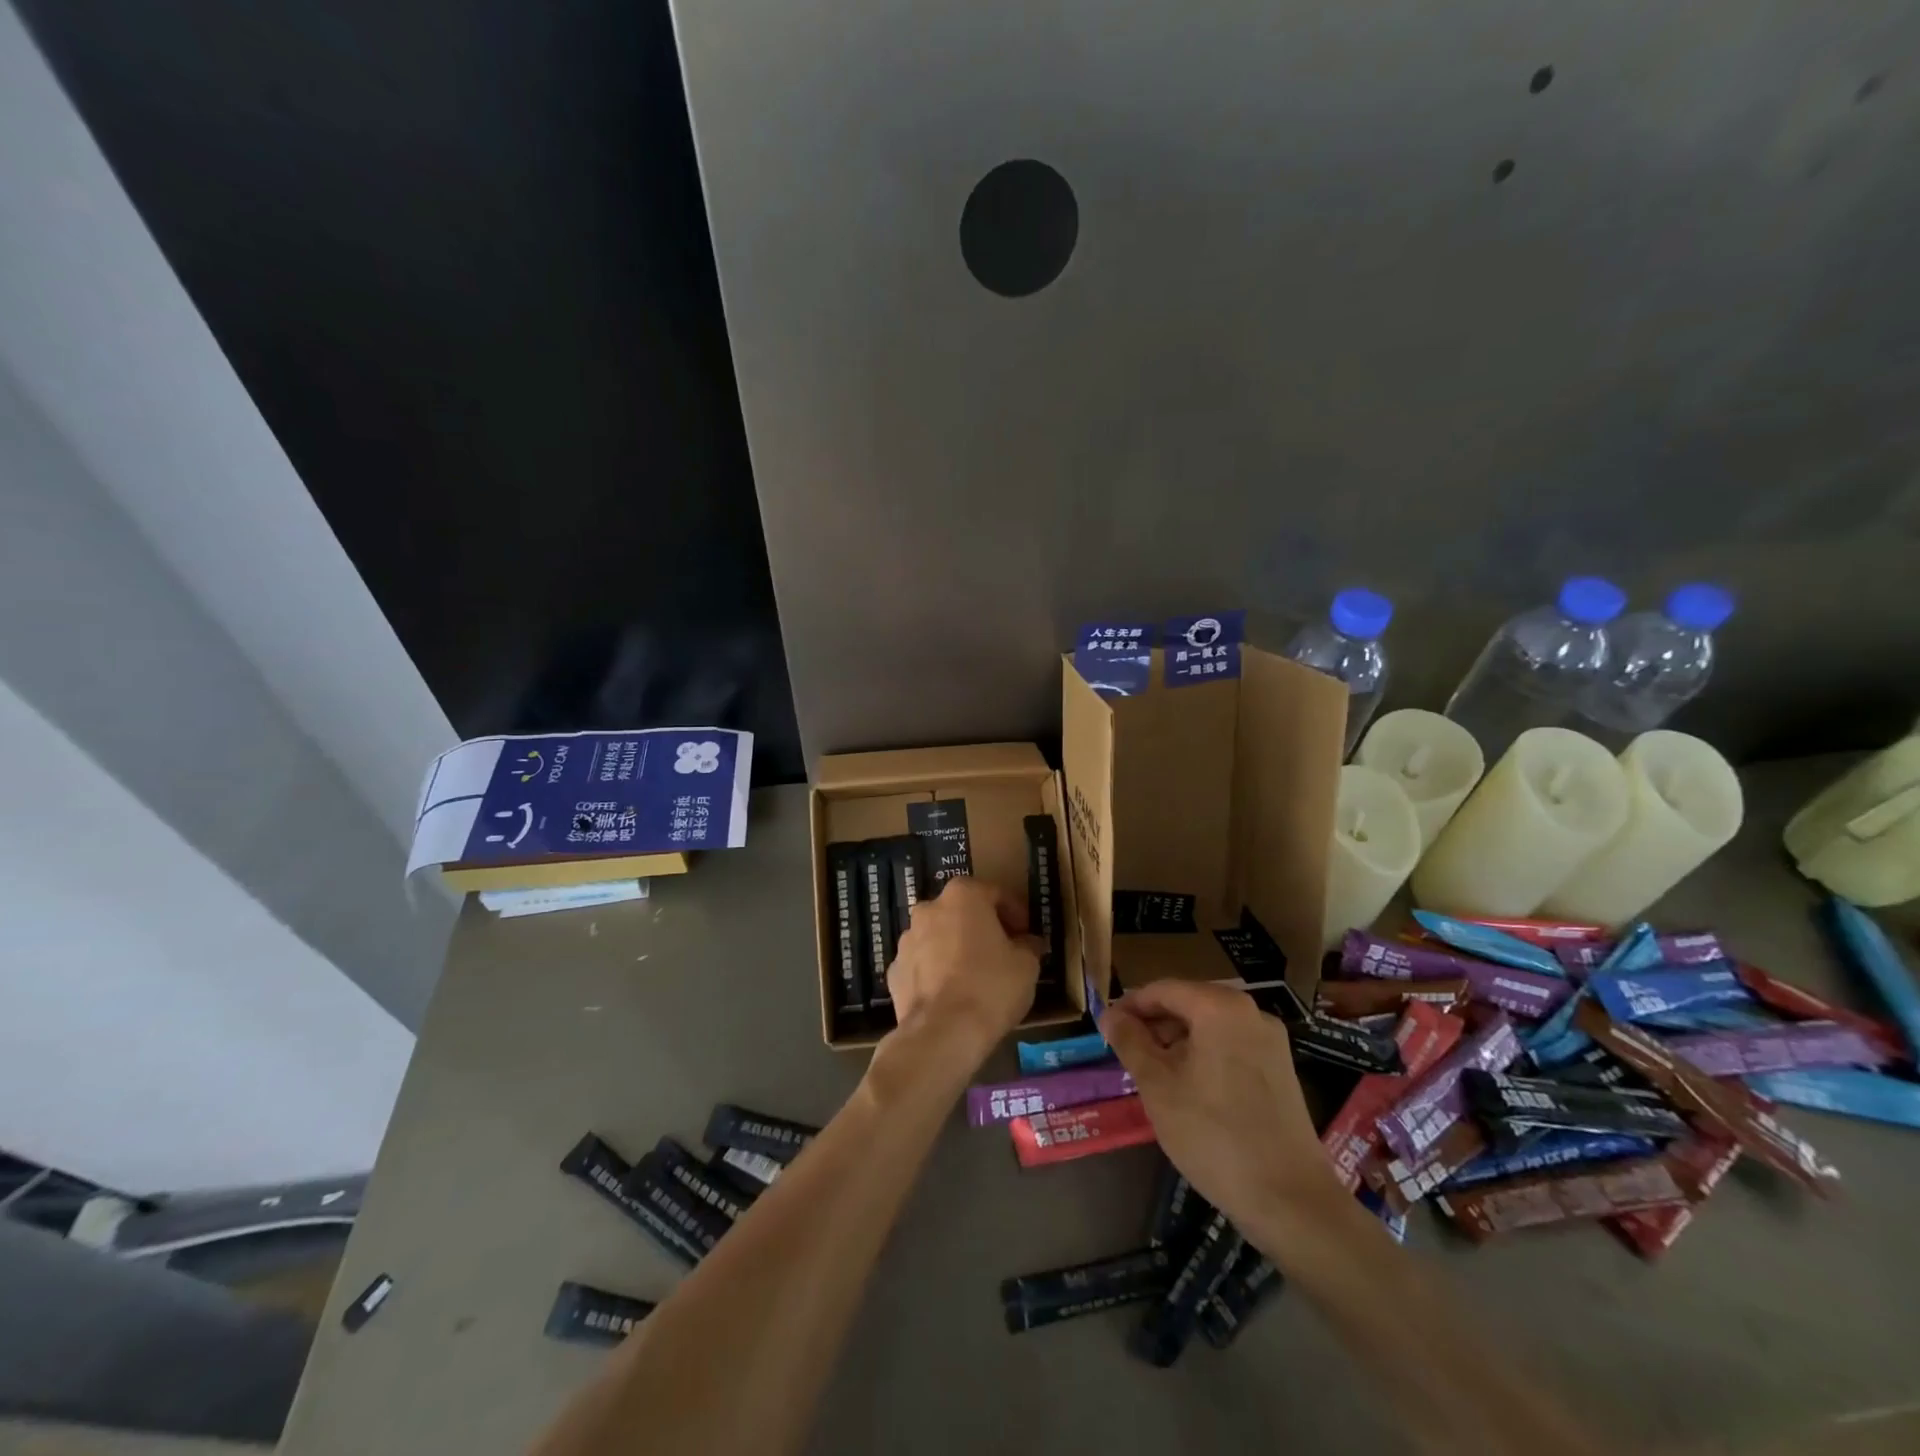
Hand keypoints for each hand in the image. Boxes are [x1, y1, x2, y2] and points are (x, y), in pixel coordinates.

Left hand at [886, 877, 1042, 1060]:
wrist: (942, 1033)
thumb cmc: (991, 987)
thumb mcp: (1026, 965)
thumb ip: (1028, 945)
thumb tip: (1028, 943)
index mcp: (962, 896)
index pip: (994, 893)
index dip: (1014, 913)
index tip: (1025, 933)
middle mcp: (929, 909)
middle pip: (961, 912)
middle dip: (981, 927)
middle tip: (1001, 951)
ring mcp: (906, 940)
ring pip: (938, 936)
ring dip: (954, 948)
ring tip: (974, 976)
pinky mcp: (894, 971)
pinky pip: (922, 964)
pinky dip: (935, 972)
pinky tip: (951, 994)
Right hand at [1100, 979, 1338, 1233]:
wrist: (1291, 1200)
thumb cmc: (1213, 1134)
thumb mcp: (1157, 1085)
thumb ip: (1130, 1042)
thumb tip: (1110, 1015)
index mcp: (1220, 1006)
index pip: (1162, 989)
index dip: (1130, 1006)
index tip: (1107, 1030)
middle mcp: (1250, 1012)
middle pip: (1189, 1003)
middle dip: (1154, 1025)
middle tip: (1126, 1055)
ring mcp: (1271, 1041)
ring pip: (1210, 1026)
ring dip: (1177, 1042)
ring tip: (1153, 1075)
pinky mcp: (1281, 1069)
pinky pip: (1231, 1047)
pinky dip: (1204, 1056)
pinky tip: (1188, 1089)